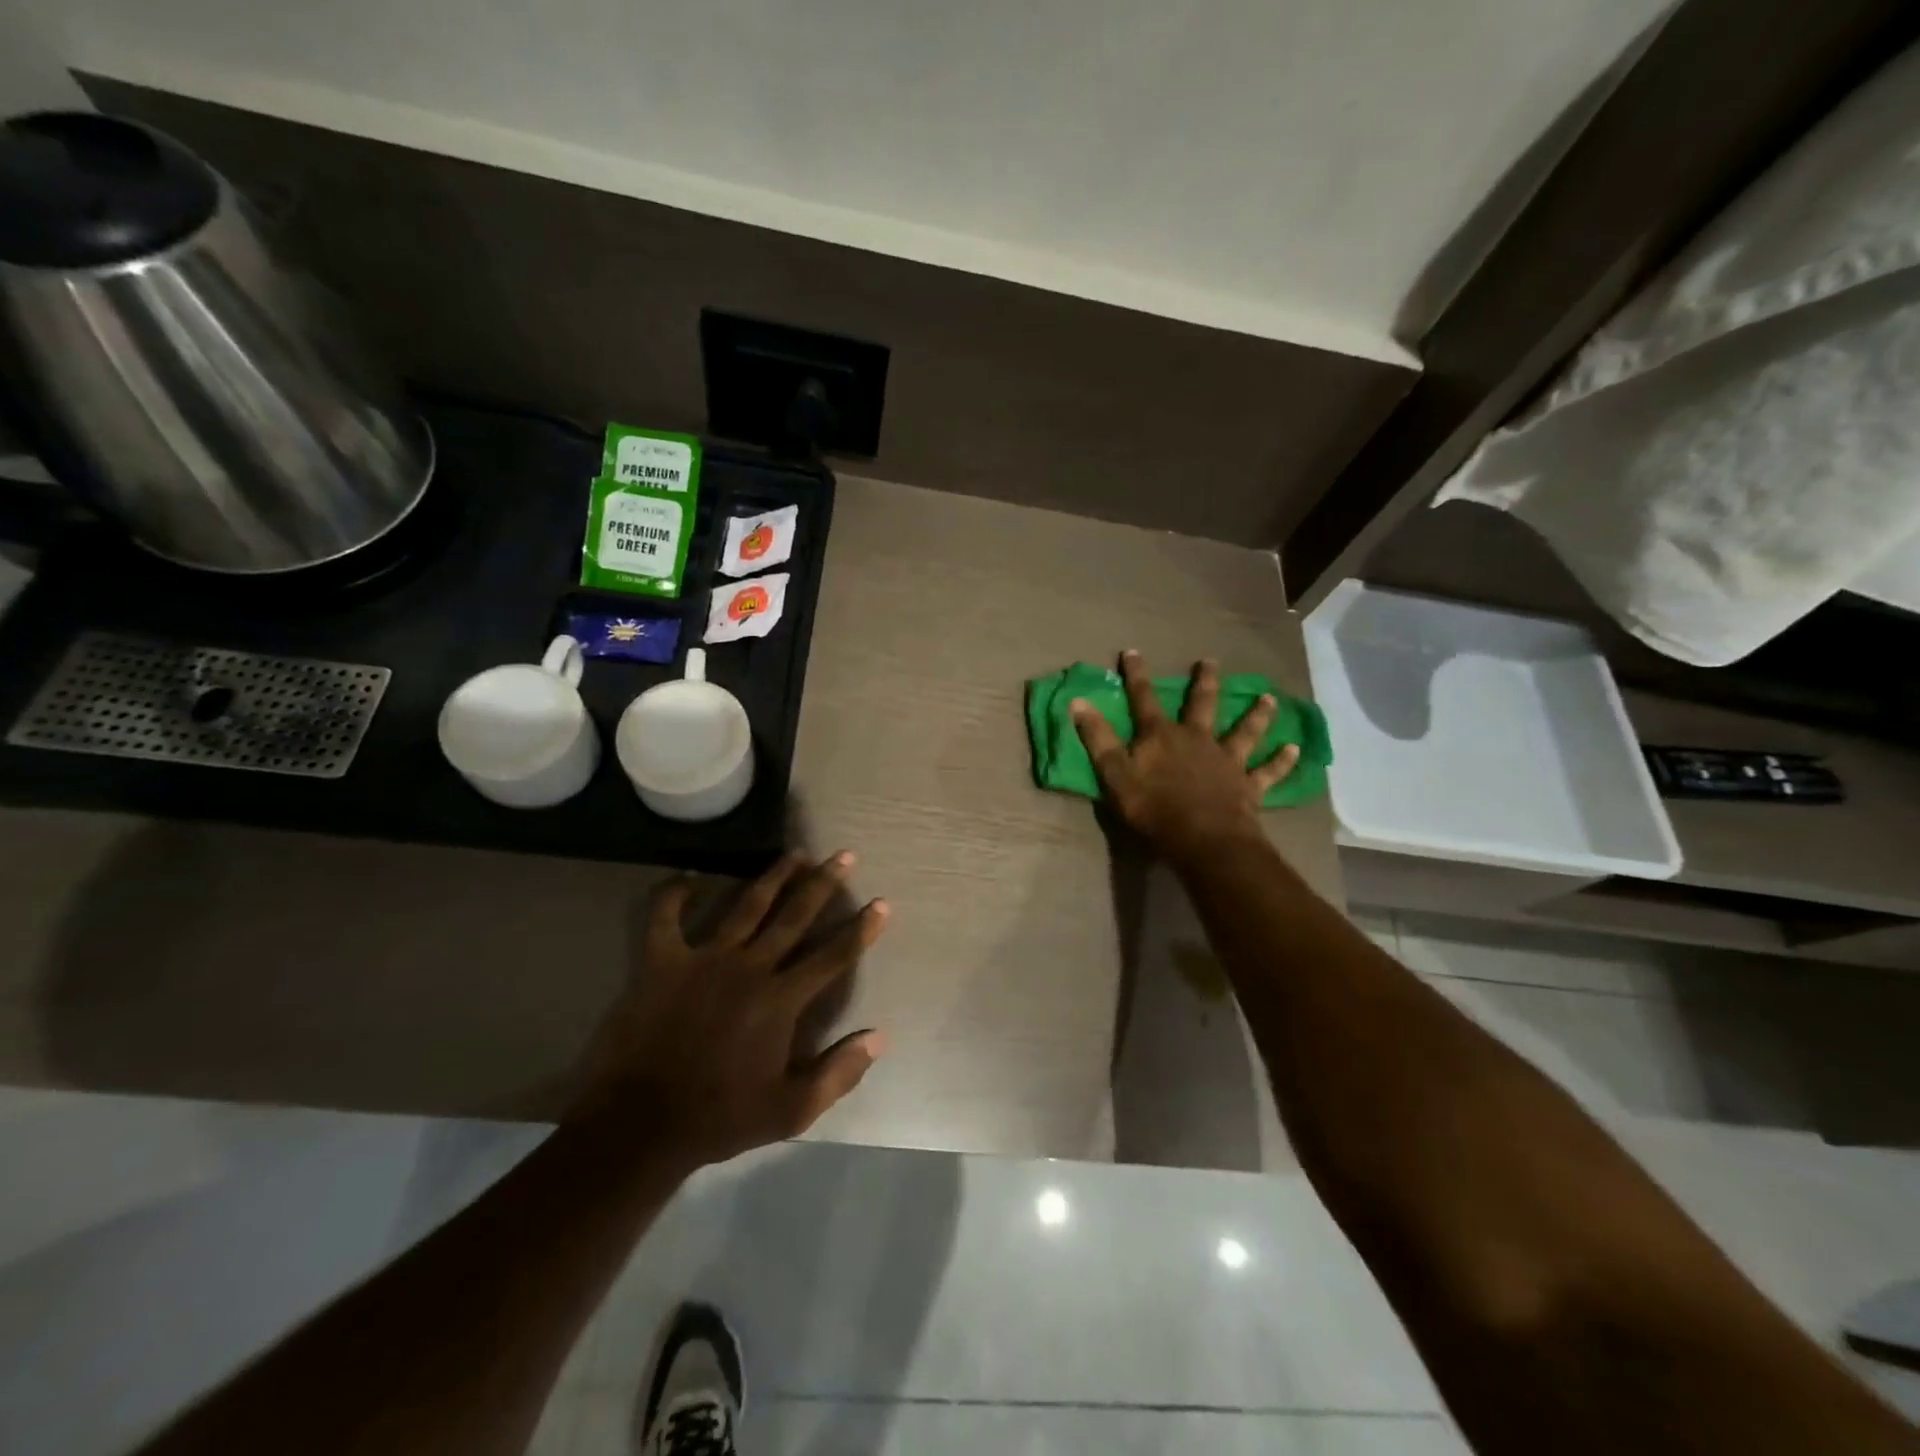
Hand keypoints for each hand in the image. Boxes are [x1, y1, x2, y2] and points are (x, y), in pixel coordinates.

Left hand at [571, 852, 889, 1169]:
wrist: (640, 1126)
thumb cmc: (720, 1117)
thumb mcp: (791, 1110)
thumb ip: (839, 1073)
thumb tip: (880, 1037)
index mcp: (780, 1000)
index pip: (833, 956)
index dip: (861, 929)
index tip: (882, 903)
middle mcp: (749, 967)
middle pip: (794, 915)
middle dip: (824, 883)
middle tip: (844, 855)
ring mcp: (704, 959)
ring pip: (746, 905)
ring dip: (774, 876)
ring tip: (794, 854)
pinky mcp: (662, 962)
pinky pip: (665, 916)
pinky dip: (675, 893)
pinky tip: (689, 877)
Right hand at [1072, 652, 1298, 866]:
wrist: (1203, 838)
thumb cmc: (1153, 807)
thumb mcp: (1114, 774)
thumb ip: (1097, 738)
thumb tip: (1078, 701)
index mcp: (1161, 736)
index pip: (1144, 699)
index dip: (1136, 676)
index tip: (1132, 652)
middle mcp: (1197, 739)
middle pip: (1202, 704)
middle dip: (1205, 681)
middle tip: (1211, 661)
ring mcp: (1227, 761)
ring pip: (1244, 731)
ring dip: (1257, 714)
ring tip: (1268, 697)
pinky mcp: (1248, 785)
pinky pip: (1268, 771)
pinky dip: (1281, 761)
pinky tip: (1295, 749)